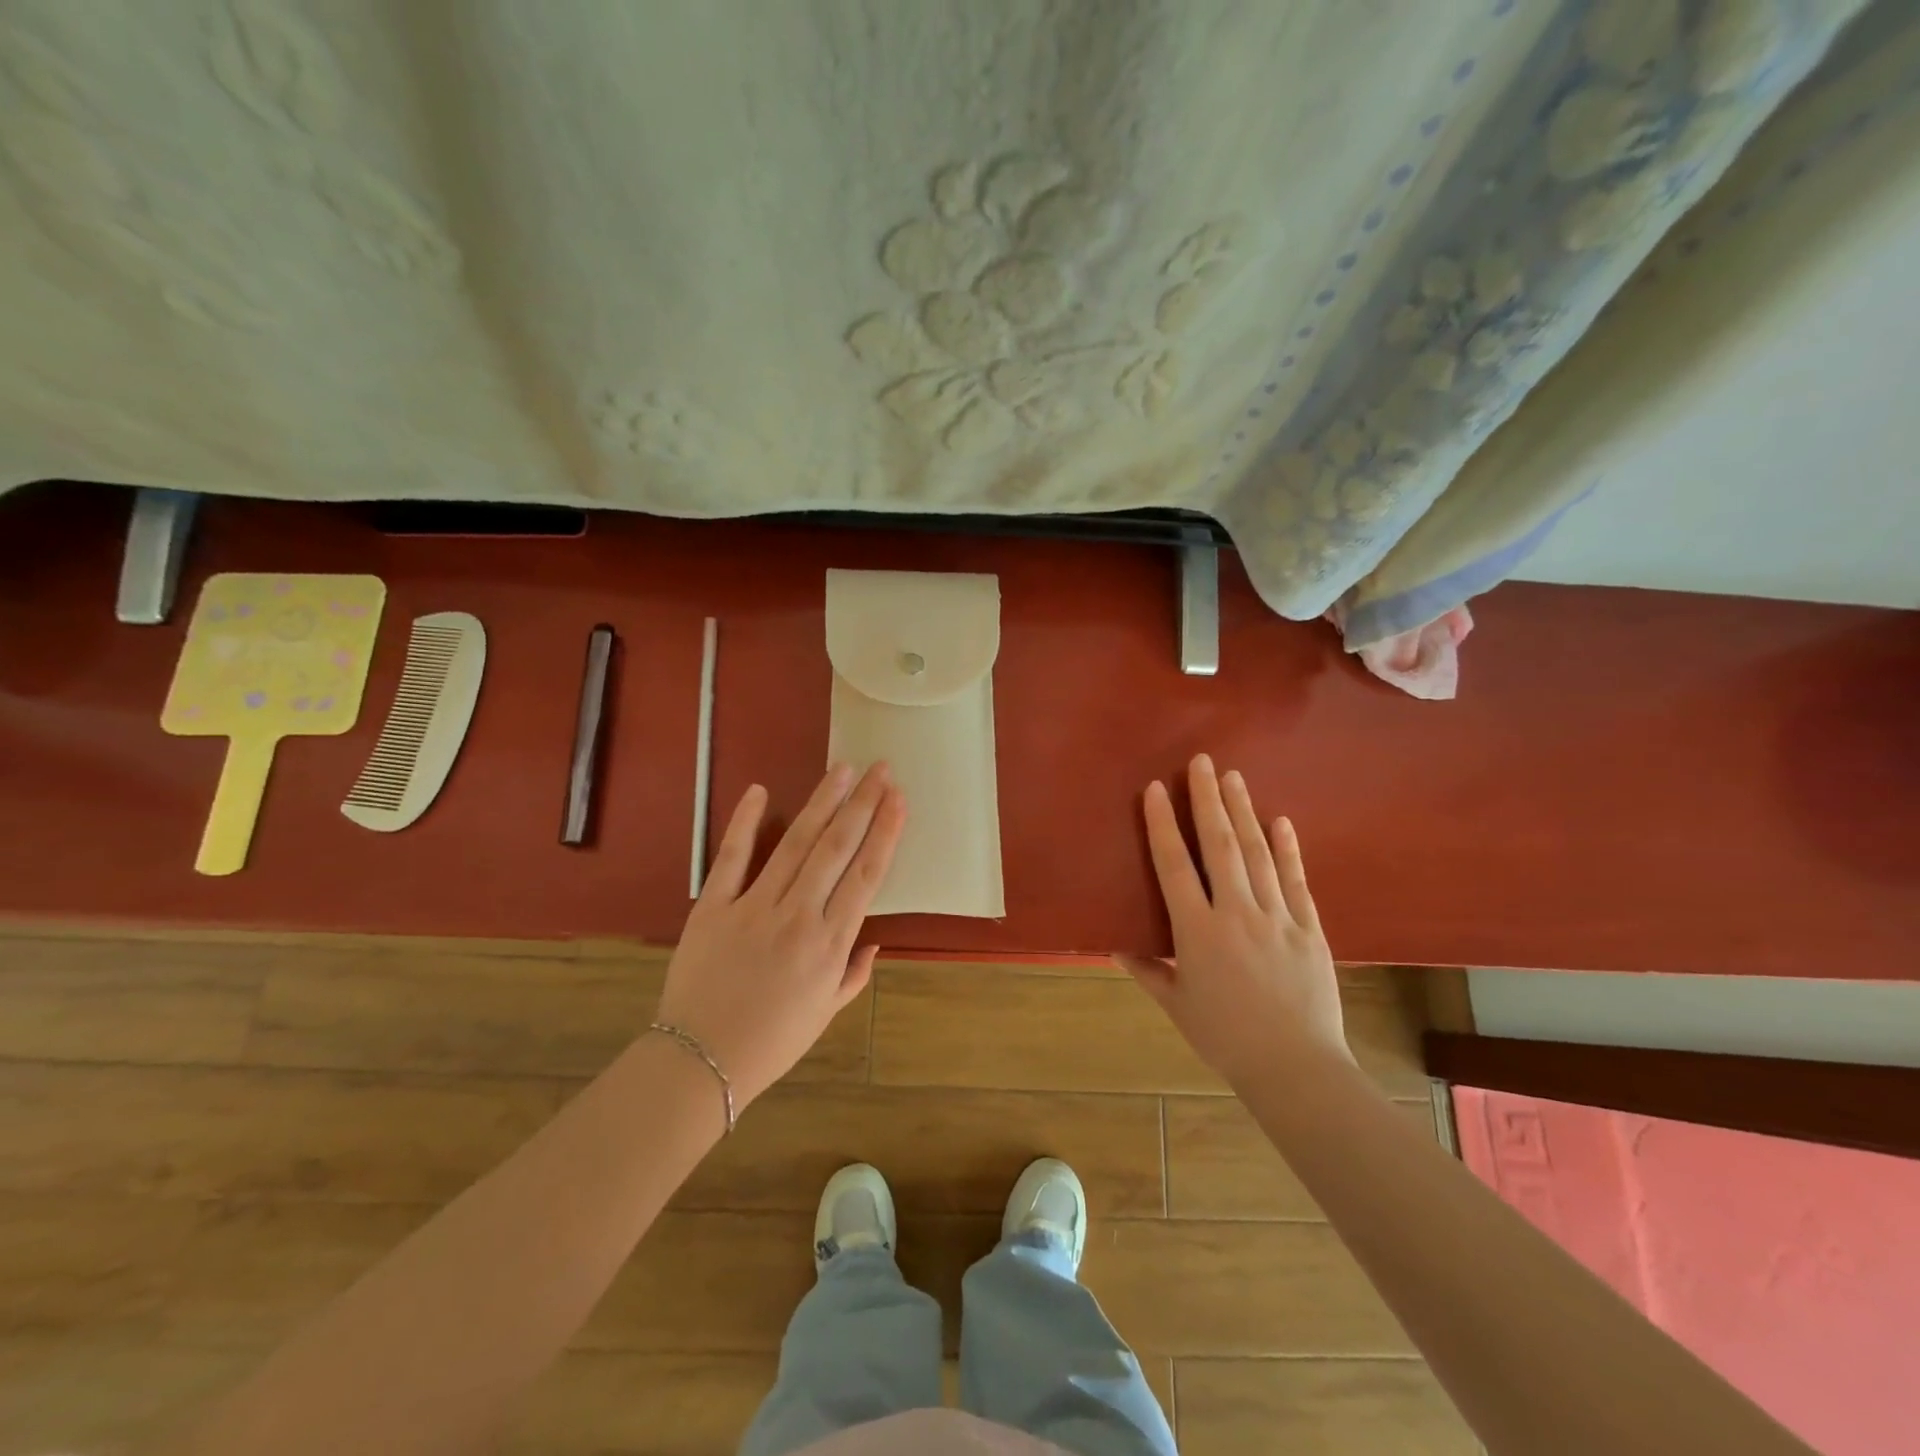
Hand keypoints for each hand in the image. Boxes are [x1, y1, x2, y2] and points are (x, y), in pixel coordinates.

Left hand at [655, 762, 906, 1107]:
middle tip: (880, 769)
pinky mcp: (712, 906)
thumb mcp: (825, 1014)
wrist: (700, 1062)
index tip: (899, 800)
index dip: (885, 832)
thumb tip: (872, 940)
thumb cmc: (771, 1042)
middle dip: (863, 803)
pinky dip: (744, 822)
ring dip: (822, 802)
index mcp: (830, 944)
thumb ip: (853, 974)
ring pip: (795, 844)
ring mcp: (753, 907)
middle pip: (837, 848)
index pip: (866, 875)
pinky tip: (760, 791)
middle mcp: (798, 917)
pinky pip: (731, 857)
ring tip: (842, 769)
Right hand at [1117, 753, 1349, 1087]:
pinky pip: (1295, 880)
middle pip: (1219, 846)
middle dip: (1208, 800)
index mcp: (1197, 932)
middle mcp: (1236, 914)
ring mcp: (1277, 918)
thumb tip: (1115, 944)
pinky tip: (1281, 822)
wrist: (1296, 1068)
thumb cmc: (1226, 1038)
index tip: (1156, 789)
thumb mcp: (1177, 1006)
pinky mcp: (1309, 929)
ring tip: (1234, 778)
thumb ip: (1147, 970)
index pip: (1174, 866)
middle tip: (1203, 762)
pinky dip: (1288, 849)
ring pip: (1257, 854)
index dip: (1162, 824)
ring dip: (1243, 812)